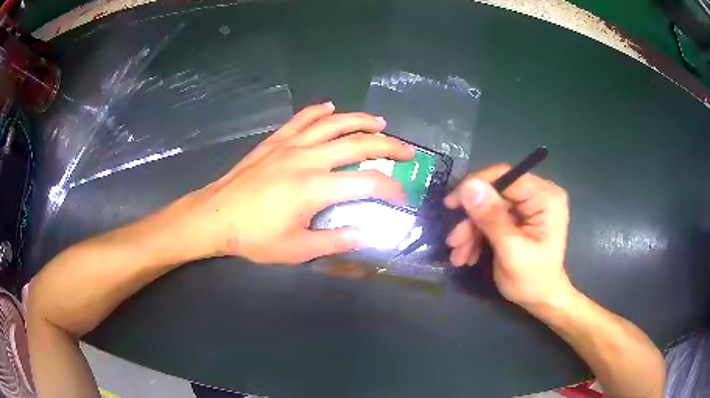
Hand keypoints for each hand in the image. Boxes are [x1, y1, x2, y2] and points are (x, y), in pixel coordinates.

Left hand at [168, 102, 413, 263]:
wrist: (216, 216)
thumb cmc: (254, 237)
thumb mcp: (296, 249)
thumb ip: (335, 241)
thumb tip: (367, 234)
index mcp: (315, 188)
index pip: (367, 182)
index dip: (391, 188)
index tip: (401, 196)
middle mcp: (307, 158)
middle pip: (358, 144)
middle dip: (388, 147)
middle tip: (407, 151)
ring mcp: (290, 145)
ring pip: (333, 124)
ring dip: (360, 120)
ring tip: (380, 123)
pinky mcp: (275, 141)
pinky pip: (301, 119)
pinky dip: (318, 111)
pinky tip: (331, 107)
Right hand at [444, 164, 573, 307]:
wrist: (541, 299)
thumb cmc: (532, 280)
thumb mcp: (511, 251)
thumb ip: (492, 219)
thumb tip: (468, 186)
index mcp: (545, 197)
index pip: (506, 177)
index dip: (476, 186)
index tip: (451, 205)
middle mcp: (539, 194)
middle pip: (495, 194)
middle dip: (472, 219)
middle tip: (454, 241)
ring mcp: (529, 205)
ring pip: (489, 207)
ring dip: (471, 231)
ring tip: (458, 255)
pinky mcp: (520, 216)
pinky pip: (492, 217)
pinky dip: (478, 235)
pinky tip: (468, 254)